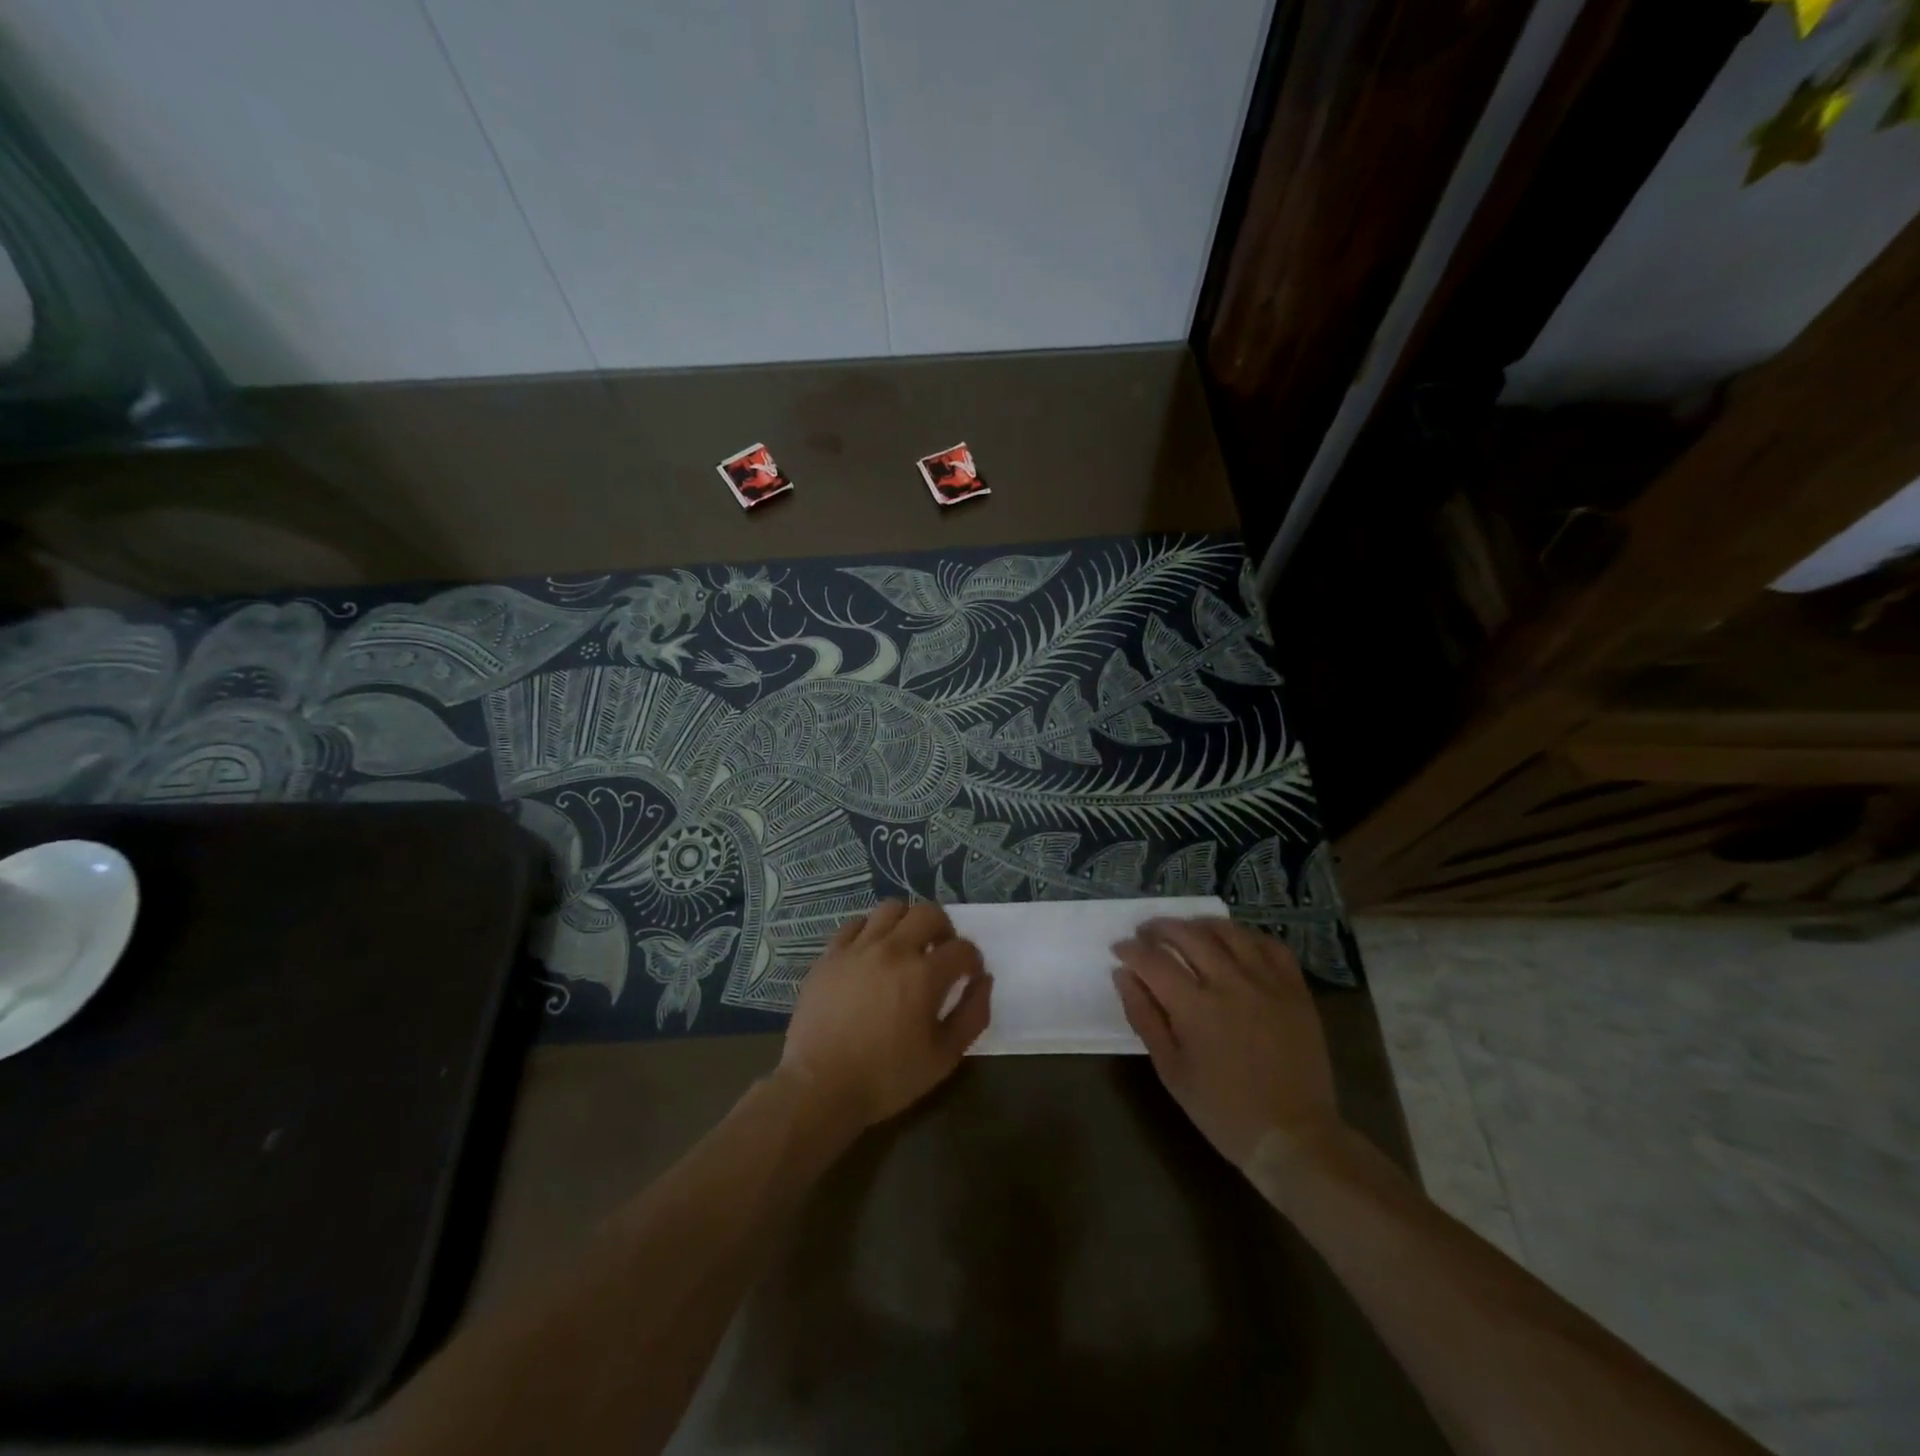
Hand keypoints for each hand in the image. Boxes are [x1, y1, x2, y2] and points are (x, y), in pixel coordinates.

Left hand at [779, 901, 991, 1131]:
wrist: (820, 1087)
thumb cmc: (886, 1077)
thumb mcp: (944, 1057)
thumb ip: (972, 1015)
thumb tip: (984, 980)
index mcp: (924, 975)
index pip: (962, 948)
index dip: (972, 960)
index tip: (969, 975)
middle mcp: (893, 950)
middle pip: (928, 912)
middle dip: (944, 929)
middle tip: (940, 952)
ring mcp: (858, 948)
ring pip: (891, 908)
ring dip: (907, 922)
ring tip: (906, 946)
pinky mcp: (830, 955)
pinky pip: (855, 924)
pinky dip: (871, 930)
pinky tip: (872, 952)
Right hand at [1112, 917, 1338, 1168]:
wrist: (1293, 1136)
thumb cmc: (1222, 1110)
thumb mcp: (1171, 1070)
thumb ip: (1144, 1017)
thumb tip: (1123, 975)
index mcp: (1195, 1007)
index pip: (1152, 960)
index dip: (1130, 949)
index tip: (1119, 949)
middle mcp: (1230, 984)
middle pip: (1188, 935)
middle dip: (1159, 928)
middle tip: (1146, 933)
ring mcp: (1267, 983)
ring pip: (1229, 932)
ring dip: (1200, 924)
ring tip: (1187, 930)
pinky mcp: (1295, 990)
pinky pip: (1271, 946)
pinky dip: (1248, 937)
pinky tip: (1235, 943)